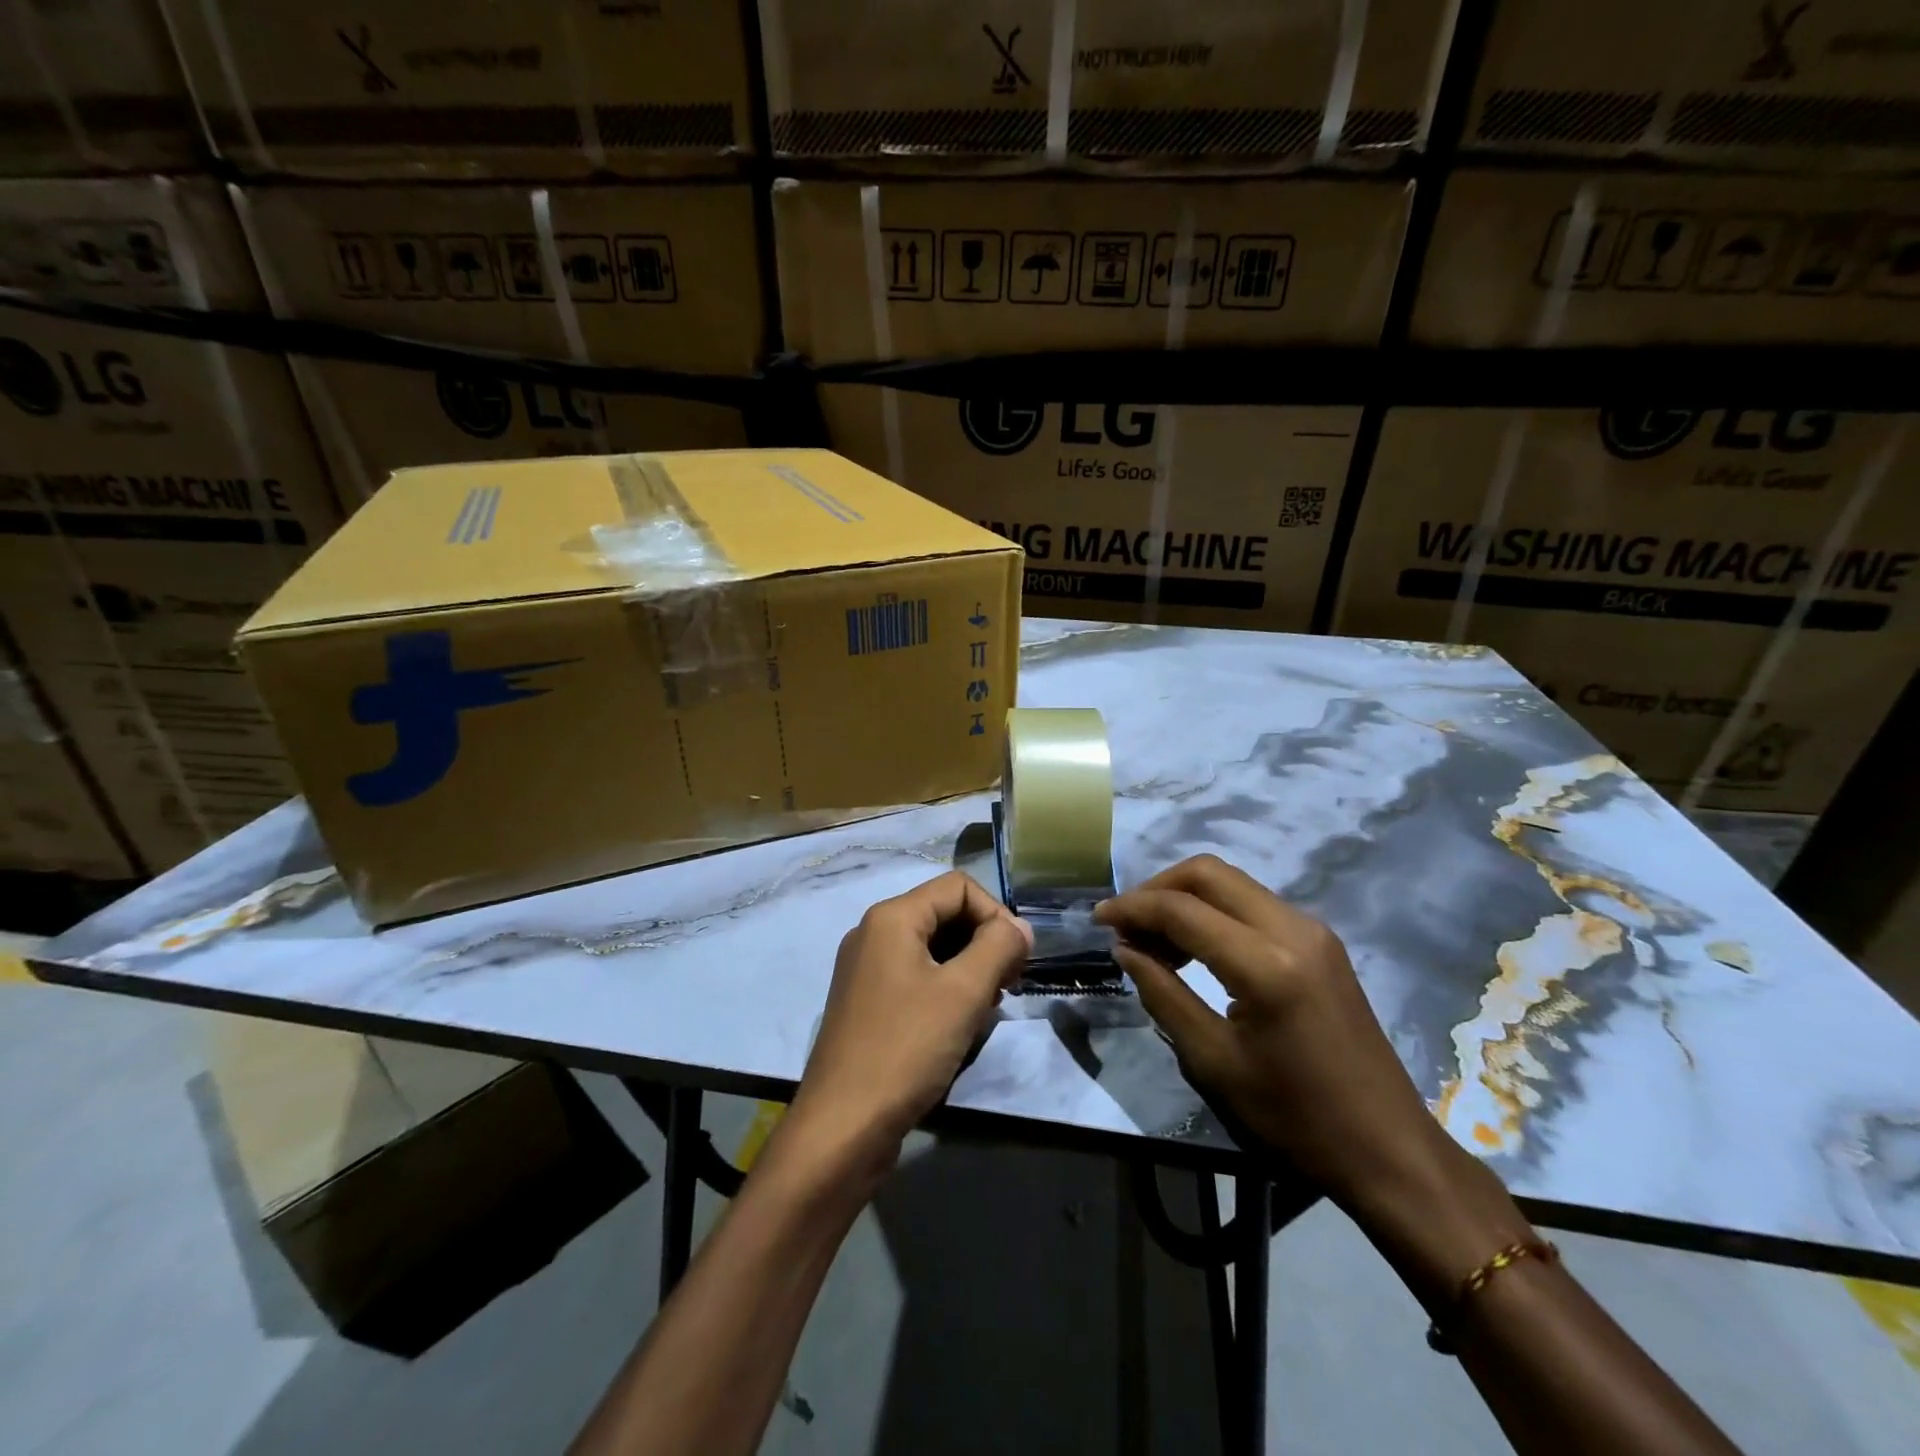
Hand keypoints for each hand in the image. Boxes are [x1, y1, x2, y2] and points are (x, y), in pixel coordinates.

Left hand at [785, 872, 1032, 1177]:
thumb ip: (999, 947)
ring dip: (968, 968)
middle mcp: (873, 933)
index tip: (1017, 959)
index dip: (996, 914)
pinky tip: (960, 1023)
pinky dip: (945, 988)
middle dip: (984, 941)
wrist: (842, 1127)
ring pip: (931, 948)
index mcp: (891, 918)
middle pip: (943, 913)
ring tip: (988, 1006)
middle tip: (1009, 984)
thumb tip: (1020, 927)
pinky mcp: (866, 1003)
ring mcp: (865, 970)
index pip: (958, 887)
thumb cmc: (906, 1048)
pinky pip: (915, 977)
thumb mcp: (963, 992)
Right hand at [1094, 855, 1455, 1211]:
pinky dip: (1214, 911)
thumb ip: (1163, 994)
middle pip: (1208, 873)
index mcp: (1266, 964)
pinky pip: (1253, 903)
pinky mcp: (1321, 942)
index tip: (1098, 920)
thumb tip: (1125, 949)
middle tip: (1126, 924)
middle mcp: (1293, 929)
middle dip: (1157, 888)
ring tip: (1153, 940)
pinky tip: (1194, 946)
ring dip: (1185, 898)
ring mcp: (1313, 930)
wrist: (1389, 1150)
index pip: (1182, 909)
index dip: (1132, 908)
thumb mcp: (1213, 1062)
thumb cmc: (1295, 1118)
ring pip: (1231, 883)